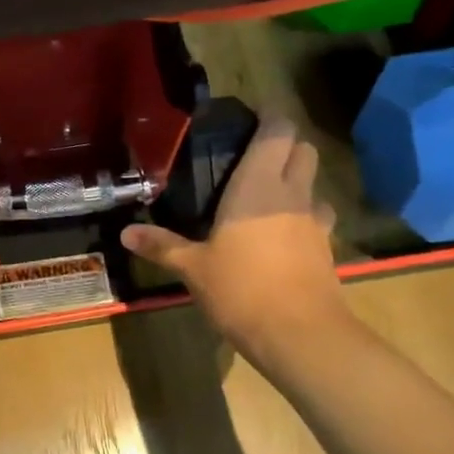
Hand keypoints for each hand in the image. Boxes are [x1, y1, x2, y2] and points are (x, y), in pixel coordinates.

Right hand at [121, 114, 350, 363]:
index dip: (270, 118)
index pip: (278, 130)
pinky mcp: (327, 249)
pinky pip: (318, 219)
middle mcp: (292, 194)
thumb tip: (126, 232)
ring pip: (314, 185)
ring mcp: (315, 221)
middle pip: (304, 150)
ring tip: (267, 198)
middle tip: (252, 158)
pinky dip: (304, 217)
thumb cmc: (241, 289)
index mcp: (258, 185)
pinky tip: (281, 237)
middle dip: (284, 146)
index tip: (248, 121)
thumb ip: (161, 245)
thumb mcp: (192, 267)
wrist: (300, 335)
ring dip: (297, 182)